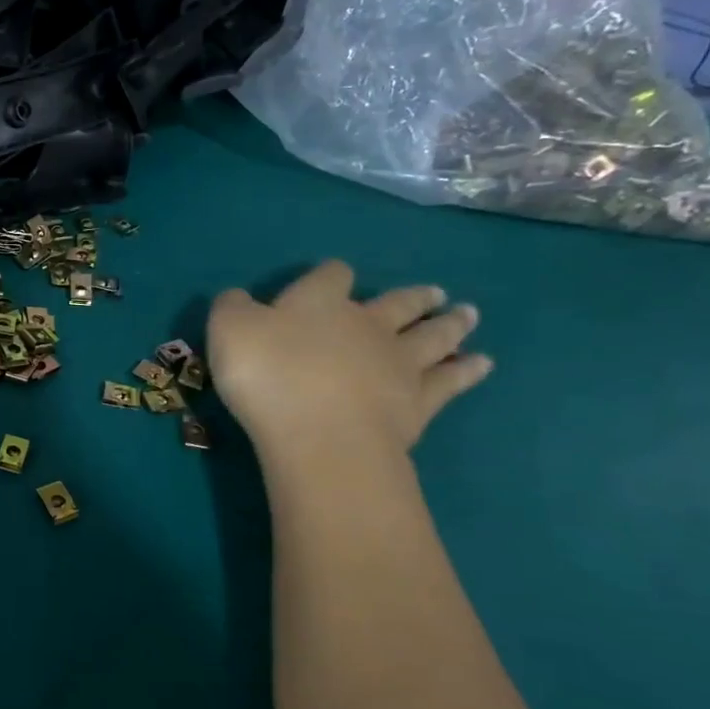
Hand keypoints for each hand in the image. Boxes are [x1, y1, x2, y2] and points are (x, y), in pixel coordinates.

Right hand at [207, 260, 491, 452]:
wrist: (319, 433)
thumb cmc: (267, 375)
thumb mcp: (228, 330)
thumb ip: (233, 307)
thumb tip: (239, 298)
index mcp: (319, 303)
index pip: (331, 277)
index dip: (331, 275)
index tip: (333, 277)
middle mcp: (366, 324)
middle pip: (396, 303)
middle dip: (411, 298)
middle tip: (433, 293)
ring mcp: (398, 363)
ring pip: (431, 336)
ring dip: (449, 324)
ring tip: (468, 315)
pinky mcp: (418, 402)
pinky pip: (449, 381)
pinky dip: (466, 371)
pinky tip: (481, 365)